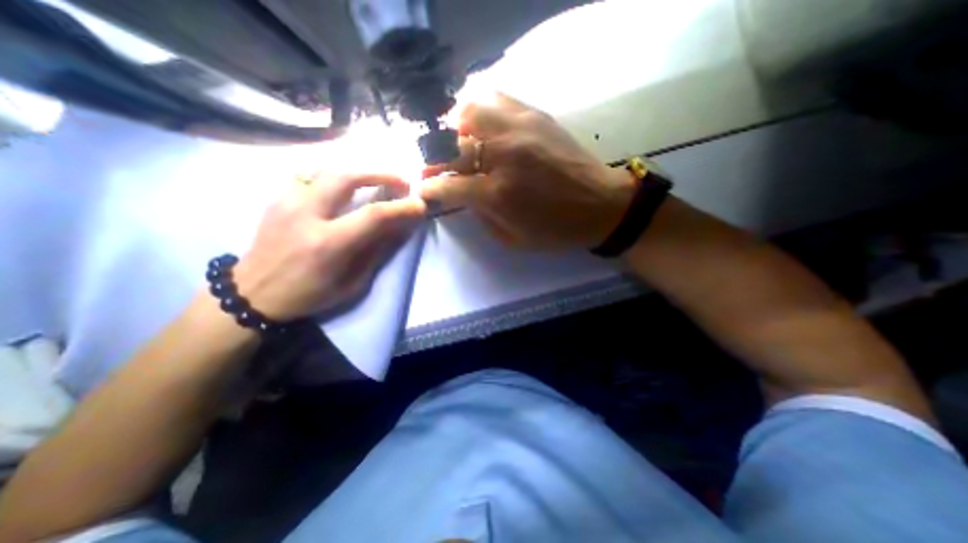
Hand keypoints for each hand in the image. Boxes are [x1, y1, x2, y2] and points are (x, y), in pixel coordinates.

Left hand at [232, 172, 423, 321]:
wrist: (252, 294)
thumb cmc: (309, 294)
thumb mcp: (352, 283)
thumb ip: (376, 251)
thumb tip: (399, 227)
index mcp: (329, 243)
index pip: (373, 215)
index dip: (401, 207)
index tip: (419, 205)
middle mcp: (306, 215)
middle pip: (346, 177)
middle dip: (380, 174)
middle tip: (400, 181)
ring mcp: (287, 202)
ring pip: (327, 170)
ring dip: (358, 172)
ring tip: (376, 181)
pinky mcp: (277, 199)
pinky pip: (311, 176)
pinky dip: (335, 177)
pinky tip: (344, 188)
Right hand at [421, 93, 636, 248]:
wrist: (601, 205)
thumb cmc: (556, 230)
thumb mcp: (513, 239)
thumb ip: (481, 216)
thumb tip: (462, 196)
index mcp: (497, 193)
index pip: (447, 185)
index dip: (430, 189)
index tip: (425, 190)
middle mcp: (503, 155)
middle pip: (451, 146)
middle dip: (434, 159)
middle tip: (435, 168)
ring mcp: (519, 129)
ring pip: (469, 112)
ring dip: (454, 128)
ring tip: (456, 142)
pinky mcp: (535, 115)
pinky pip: (495, 99)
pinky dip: (479, 110)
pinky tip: (480, 125)